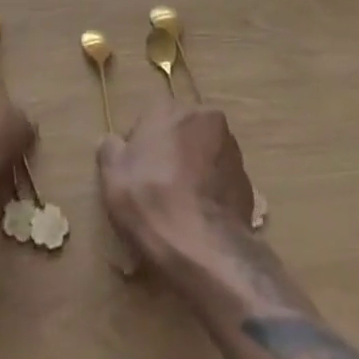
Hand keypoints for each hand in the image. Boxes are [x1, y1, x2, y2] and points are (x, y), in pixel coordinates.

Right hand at [98, 100, 255, 272]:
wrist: (204, 250)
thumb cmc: (151, 202)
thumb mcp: (112, 176)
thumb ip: (110, 149)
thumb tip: (113, 142)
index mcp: (169, 108)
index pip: (149, 119)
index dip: (139, 147)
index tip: (134, 175)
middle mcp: (204, 117)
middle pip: (180, 133)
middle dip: (170, 154)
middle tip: (157, 190)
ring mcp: (230, 149)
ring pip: (203, 154)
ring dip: (193, 171)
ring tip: (181, 208)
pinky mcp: (248, 181)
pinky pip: (221, 180)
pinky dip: (211, 192)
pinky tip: (199, 219)